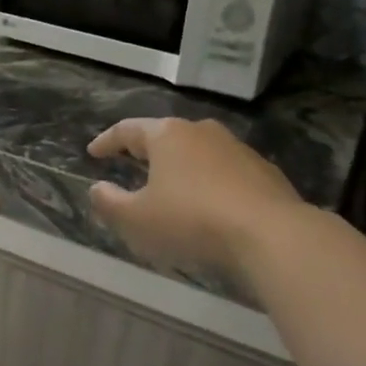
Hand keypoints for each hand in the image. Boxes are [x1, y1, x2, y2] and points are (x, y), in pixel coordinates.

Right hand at [88, 118, 303, 273]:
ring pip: (197, 153)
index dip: (106, 141)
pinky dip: (207, 183)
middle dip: (144, 151)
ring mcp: (237, 149)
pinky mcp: (264, 172)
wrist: (271, 235)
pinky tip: (207, 205)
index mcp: (167, 135)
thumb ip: (109, 203)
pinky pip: (223, 172)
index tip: (93, 152)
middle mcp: (202, 131)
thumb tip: (97, 189)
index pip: (127, 130)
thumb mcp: (136, 219)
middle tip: (129, 163)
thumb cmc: (191, 220)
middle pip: (164, 136)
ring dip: (179, 167)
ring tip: (169, 187)